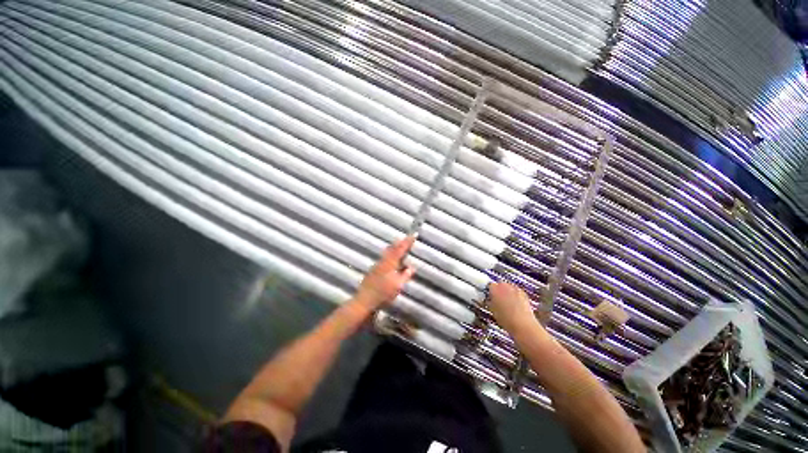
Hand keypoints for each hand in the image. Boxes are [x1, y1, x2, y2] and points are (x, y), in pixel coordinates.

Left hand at [353, 236, 416, 312]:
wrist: (364, 300)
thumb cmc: (383, 294)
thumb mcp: (398, 285)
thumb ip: (405, 275)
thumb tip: (411, 267)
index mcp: (390, 263)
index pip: (400, 250)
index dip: (407, 242)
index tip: (413, 235)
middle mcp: (383, 262)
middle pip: (392, 249)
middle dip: (399, 243)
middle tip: (405, 238)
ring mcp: (376, 266)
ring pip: (387, 253)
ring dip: (394, 248)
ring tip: (399, 246)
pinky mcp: (373, 271)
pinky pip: (383, 258)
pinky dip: (389, 255)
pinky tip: (390, 259)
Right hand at [488, 282, 536, 333]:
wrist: (523, 325)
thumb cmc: (506, 319)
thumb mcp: (492, 310)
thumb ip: (490, 302)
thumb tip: (489, 300)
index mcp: (494, 288)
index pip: (490, 285)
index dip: (490, 291)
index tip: (490, 296)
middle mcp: (505, 286)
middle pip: (500, 284)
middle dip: (499, 290)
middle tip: (498, 299)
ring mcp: (515, 289)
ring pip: (509, 287)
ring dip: (508, 292)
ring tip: (507, 302)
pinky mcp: (524, 294)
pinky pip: (517, 292)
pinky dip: (515, 295)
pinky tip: (515, 304)